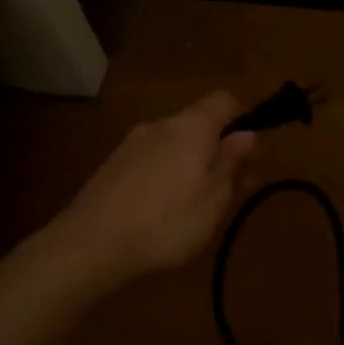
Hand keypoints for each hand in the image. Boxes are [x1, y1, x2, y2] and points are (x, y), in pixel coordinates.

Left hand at [47, 92, 257, 288]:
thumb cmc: (167, 221)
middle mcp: (160, 124)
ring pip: (174, 144)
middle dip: (219, 149)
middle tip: (234, 188)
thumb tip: (247, 134)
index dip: (244, 117)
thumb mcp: (214, 198)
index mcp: (191, 126)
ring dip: (192, 164)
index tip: (252, 151)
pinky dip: (166, 176)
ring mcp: (132, 144)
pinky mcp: (112, 166)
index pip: (224, 100)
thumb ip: (231, 162)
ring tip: (199, 205)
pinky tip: (163, 211)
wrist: (91, 243)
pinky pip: (151, 160)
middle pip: (199, 124)